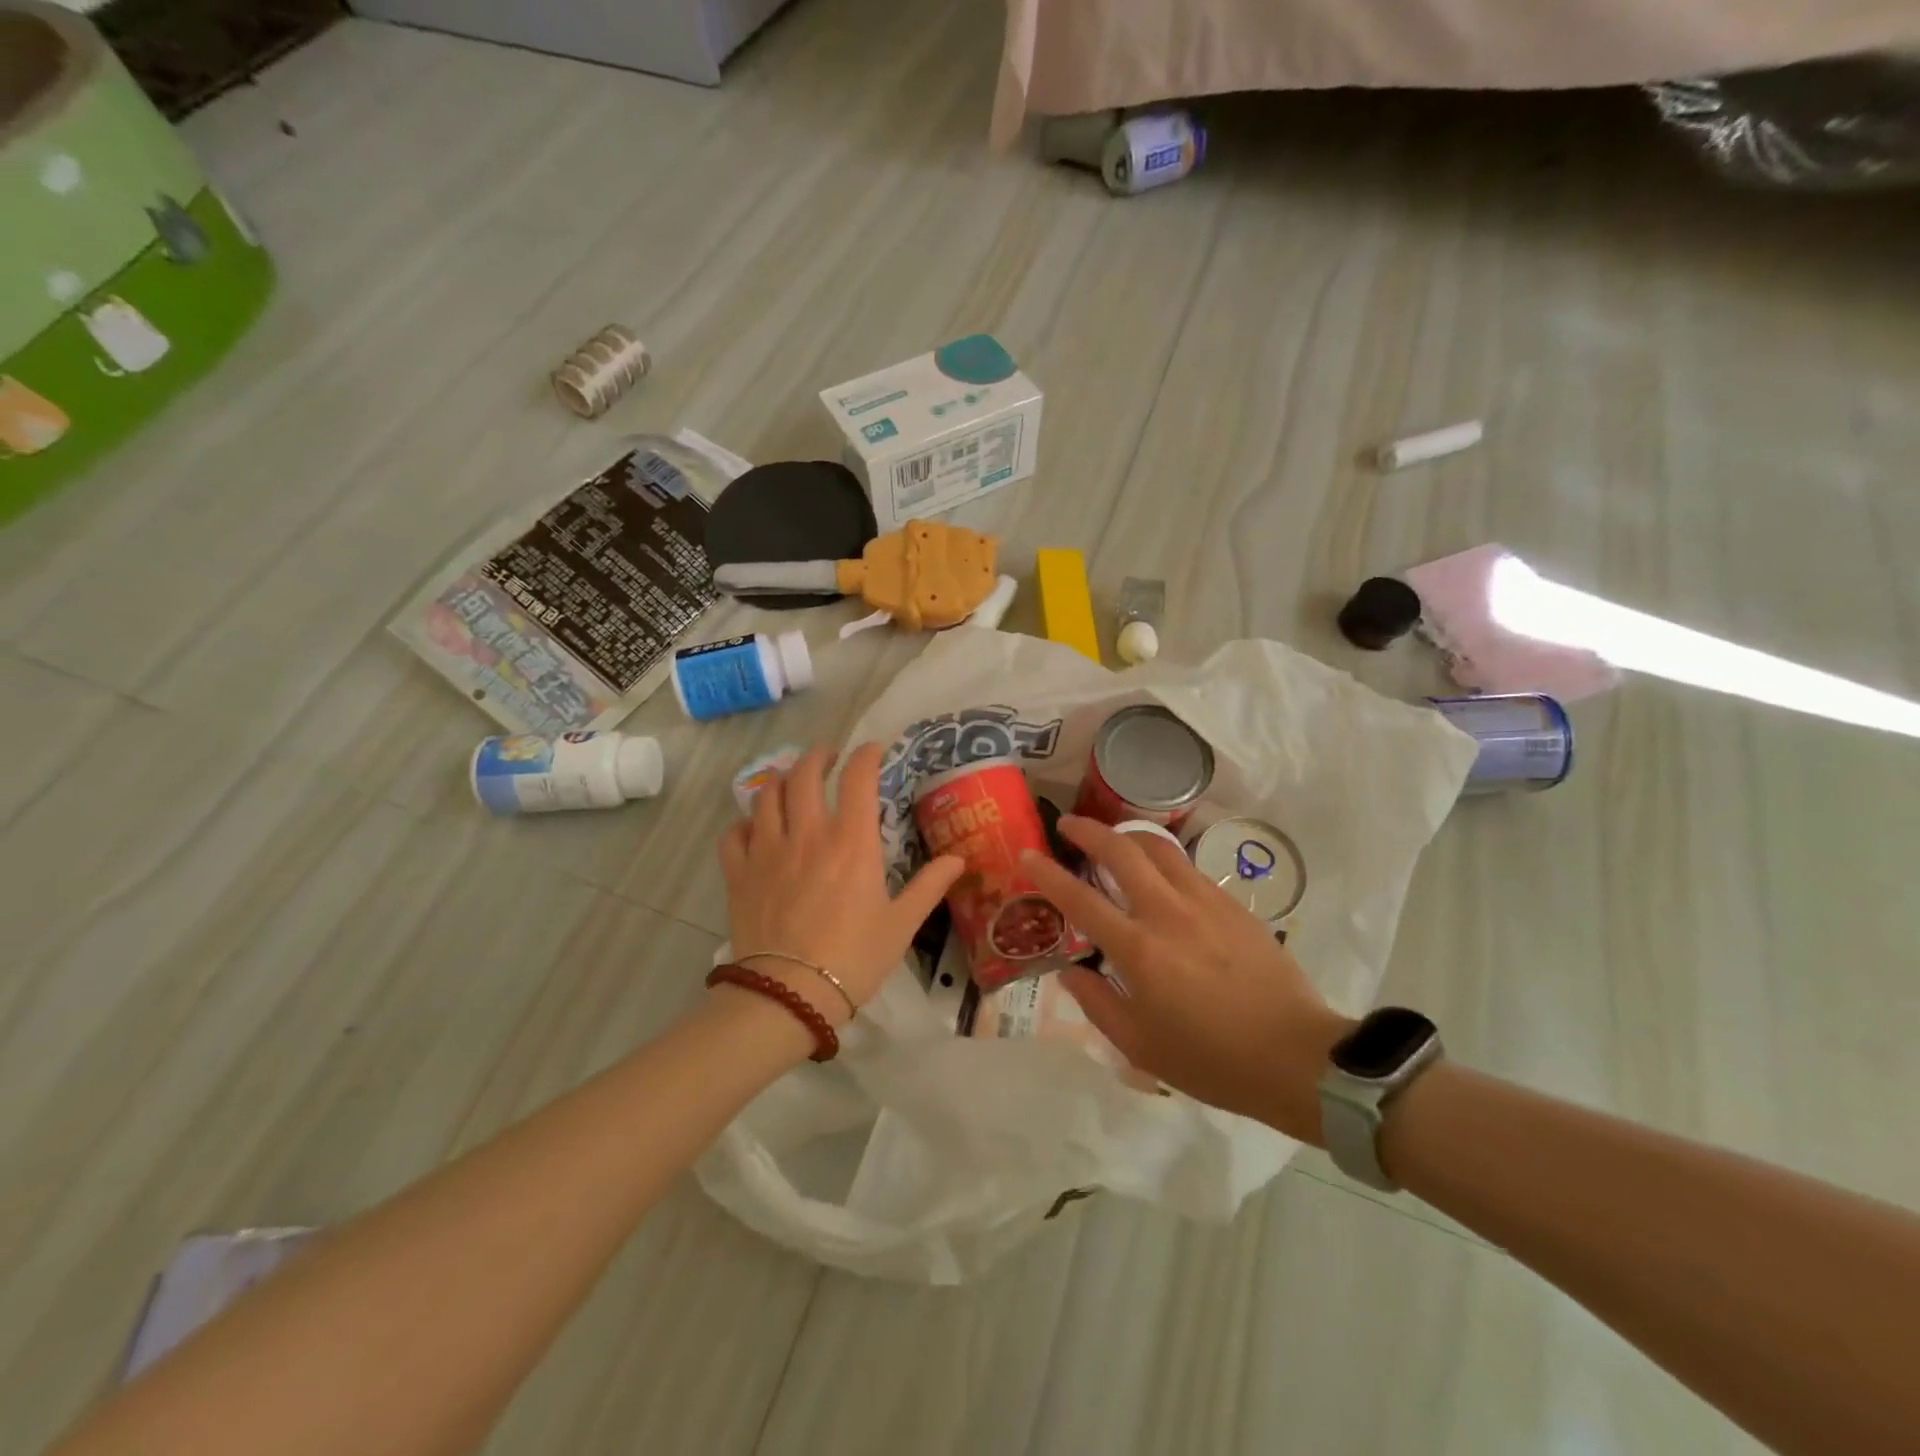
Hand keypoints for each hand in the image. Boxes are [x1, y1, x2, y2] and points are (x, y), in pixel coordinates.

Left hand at [718, 743, 962, 1024]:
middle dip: (818, 756)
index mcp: (851, 842)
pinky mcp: (739, 873)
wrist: (790, 995)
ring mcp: (767, 851)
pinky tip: (754, 828)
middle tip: (829, 757)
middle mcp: (807, 834)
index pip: (858, 779)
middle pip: (805, 774)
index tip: (873, 750)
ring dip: (782, 781)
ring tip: (792, 783)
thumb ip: (930, 886)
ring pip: (767, 795)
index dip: (866, 755)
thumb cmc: (854, 958)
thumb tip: (959, 859)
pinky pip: (734, 833)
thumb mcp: (901, 924)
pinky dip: (744, 823)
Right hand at [1020, 817, 1353, 1144]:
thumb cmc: (1211, 1061)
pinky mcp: (1233, 905)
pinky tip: (1159, 875)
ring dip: (1127, 835)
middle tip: (1068, 823)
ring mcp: (1205, 903)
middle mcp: (1168, 913)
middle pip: (1122, 851)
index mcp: (1139, 950)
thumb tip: (1071, 970)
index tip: (1027, 854)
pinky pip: (1188, 868)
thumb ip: (1096, 1003)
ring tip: (1113, 839)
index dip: (1048, 874)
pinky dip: (1163, 860)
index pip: (1081, 899)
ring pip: (1159, 848)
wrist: (1297, 1058)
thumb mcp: (1140, 1047)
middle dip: (1088, 830)